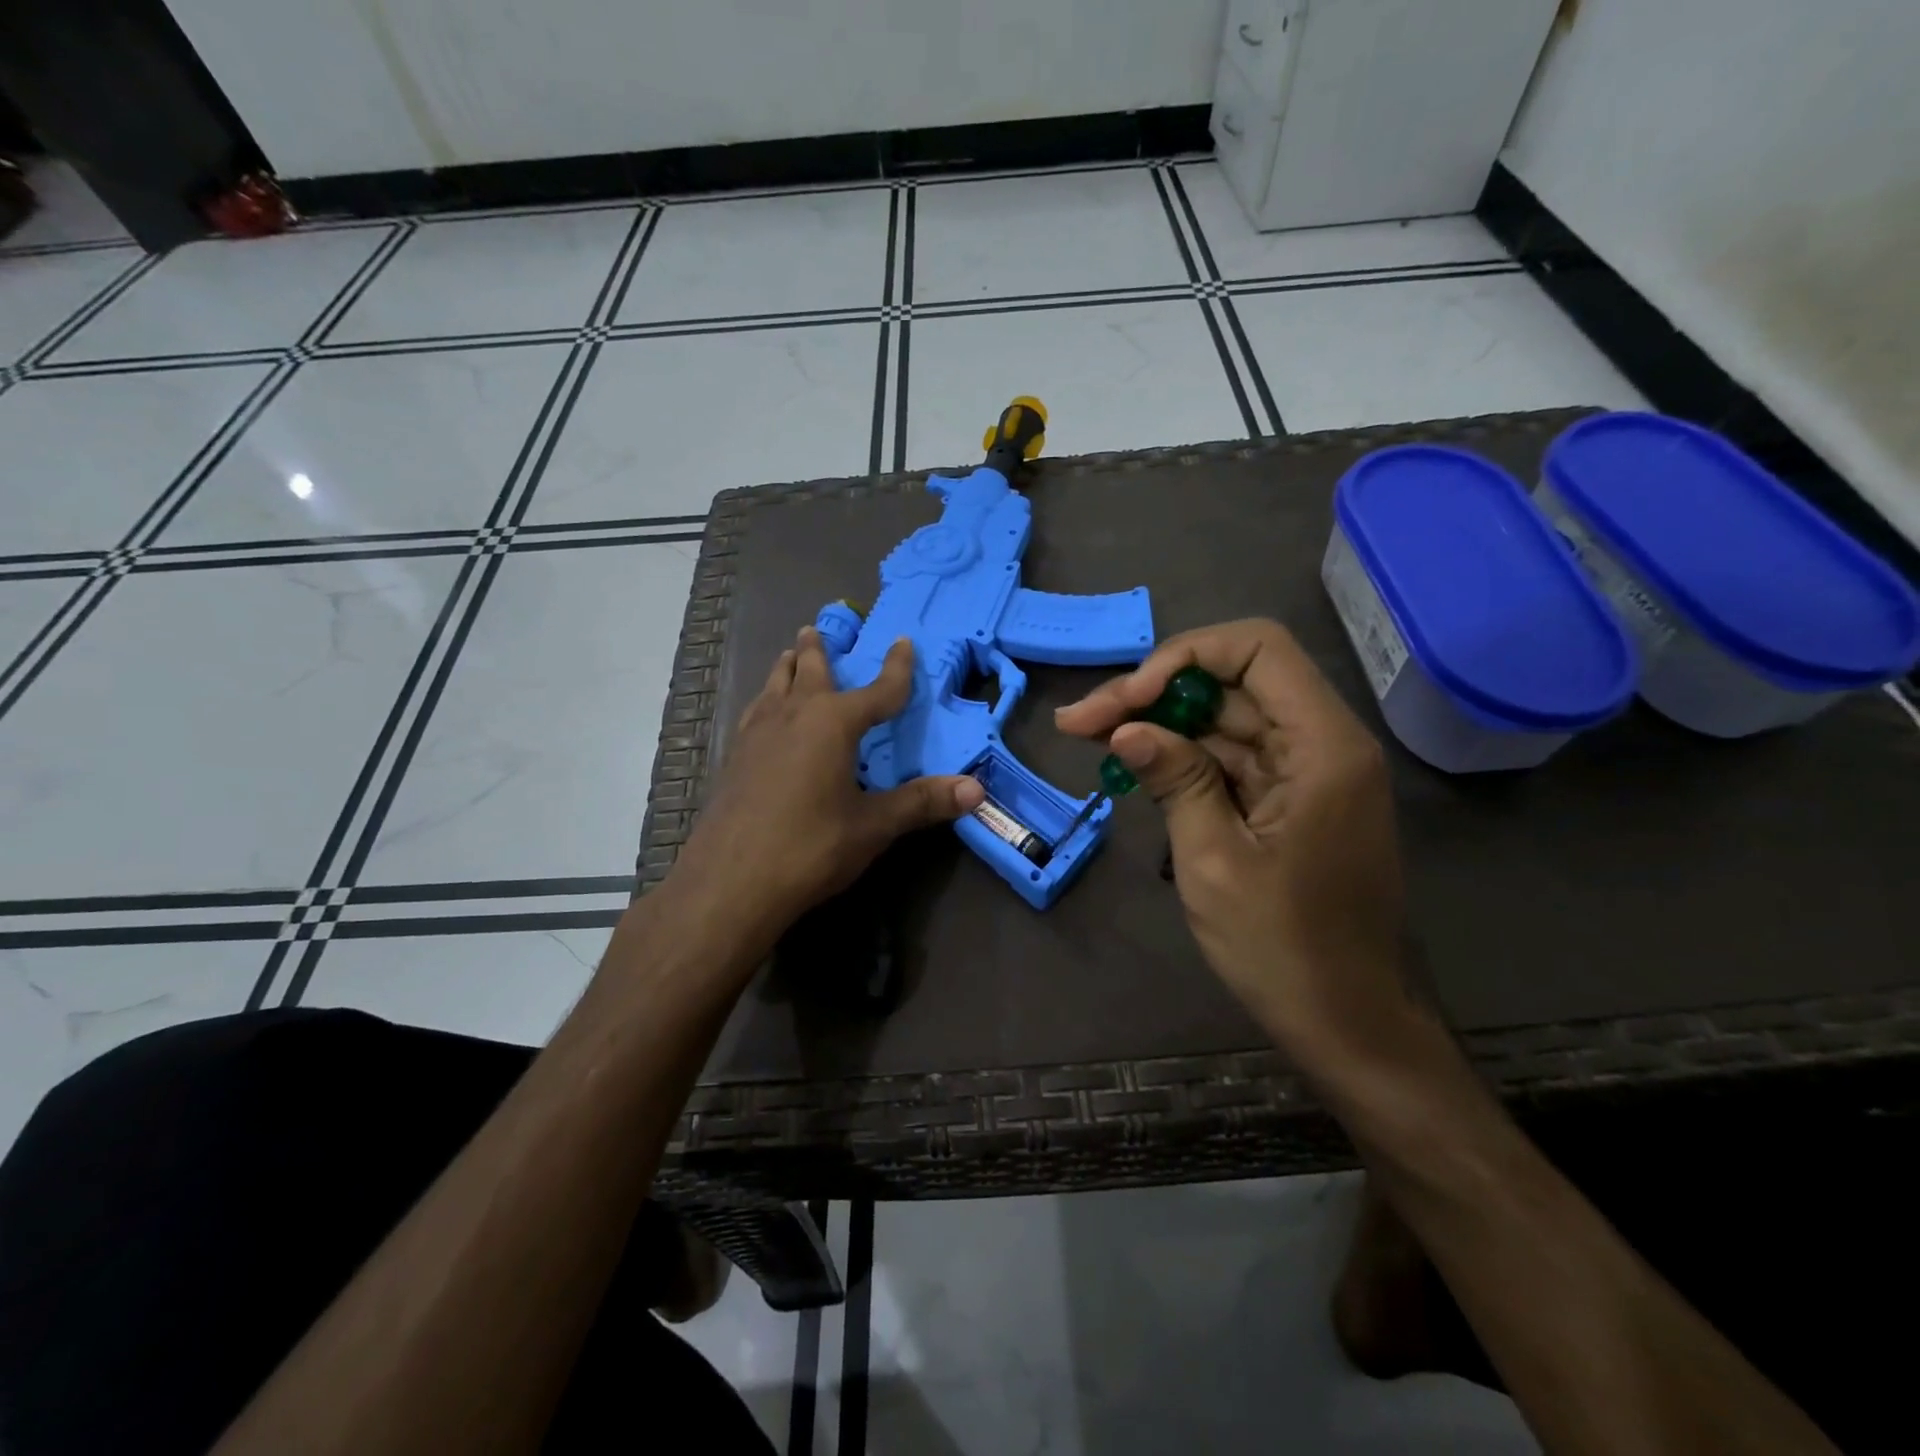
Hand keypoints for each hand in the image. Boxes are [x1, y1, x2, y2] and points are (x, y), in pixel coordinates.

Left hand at [673, 626, 984, 944]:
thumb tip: (977, 789)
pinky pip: (755, 712)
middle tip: (818, 628)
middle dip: (819, 650)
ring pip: (774, 686)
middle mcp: (793, 716)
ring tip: (789, 655)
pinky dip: (766, 699)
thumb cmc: (809, 848)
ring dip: (786, 668)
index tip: (904, 642)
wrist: (729, 883)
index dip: (896, 668)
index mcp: (833, 723)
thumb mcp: (873, 826)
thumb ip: (922, 803)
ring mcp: (757, 735)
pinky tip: (763, 713)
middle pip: (809, 671)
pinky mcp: (734, 758)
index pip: (877, 690)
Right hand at [1055, 619, 1407, 1057]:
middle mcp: (1321, 743)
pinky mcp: (1288, 800)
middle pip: (1231, 683)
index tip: (1128, 701)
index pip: (1257, 648)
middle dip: (1152, 693)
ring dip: (1158, 725)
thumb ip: (1175, 779)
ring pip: (1224, 720)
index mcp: (1323, 746)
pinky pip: (1230, 759)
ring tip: (1088, 737)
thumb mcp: (1214, 860)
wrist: (1347, 1024)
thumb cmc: (1284, 947)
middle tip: (1079, 722)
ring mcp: (1305, 773)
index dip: (1184, 657)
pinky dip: (1181, 758)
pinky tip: (1131, 765)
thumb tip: (1126, 727)